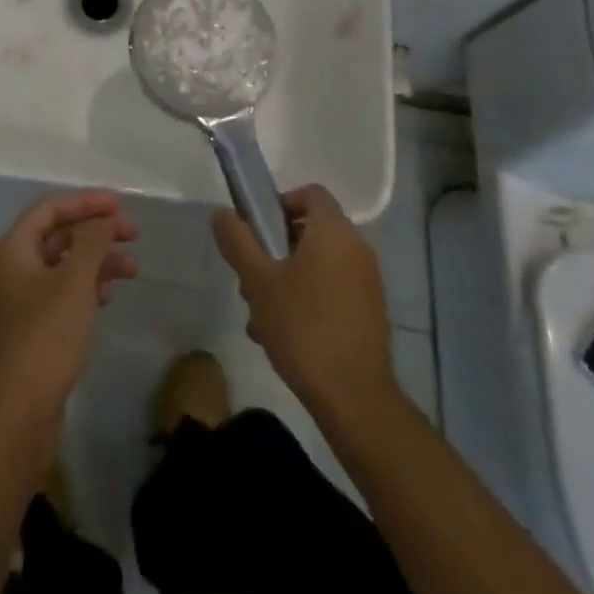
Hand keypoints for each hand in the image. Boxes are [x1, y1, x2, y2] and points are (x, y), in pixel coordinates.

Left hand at [0, 190, 137, 445]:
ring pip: (64, 264)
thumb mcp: (74, 282)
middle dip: (96, 231)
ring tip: (132, 268)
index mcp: (13, 248)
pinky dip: (87, 286)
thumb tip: (104, 219)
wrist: (16, 415)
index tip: (121, 205)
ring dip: (97, 260)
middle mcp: (14, 267)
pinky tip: (109, 295)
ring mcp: (22, 300)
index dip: (86, 202)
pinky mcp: (34, 328)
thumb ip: (92, 242)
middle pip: (58, 234)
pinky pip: (63, 292)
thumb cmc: (44, 337)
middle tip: (133, 234)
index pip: (51, 208)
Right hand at [213, 185, 395, 427]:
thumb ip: (238, 241)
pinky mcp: (370, 313)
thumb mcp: (258, 281)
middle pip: (310, 231)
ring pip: (318, 264)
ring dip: (286, 279)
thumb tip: (222, 213)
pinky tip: (283, 335)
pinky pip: (332, 289)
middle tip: (250, 279)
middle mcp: (357, 248)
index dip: (280, 202)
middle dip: (275, 250)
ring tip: (259, 316)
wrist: (355, 399)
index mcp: (334, 231)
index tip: (258, 231)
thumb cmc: (303, 328)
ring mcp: (367, 282)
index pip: (310, 193)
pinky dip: (308, 299)